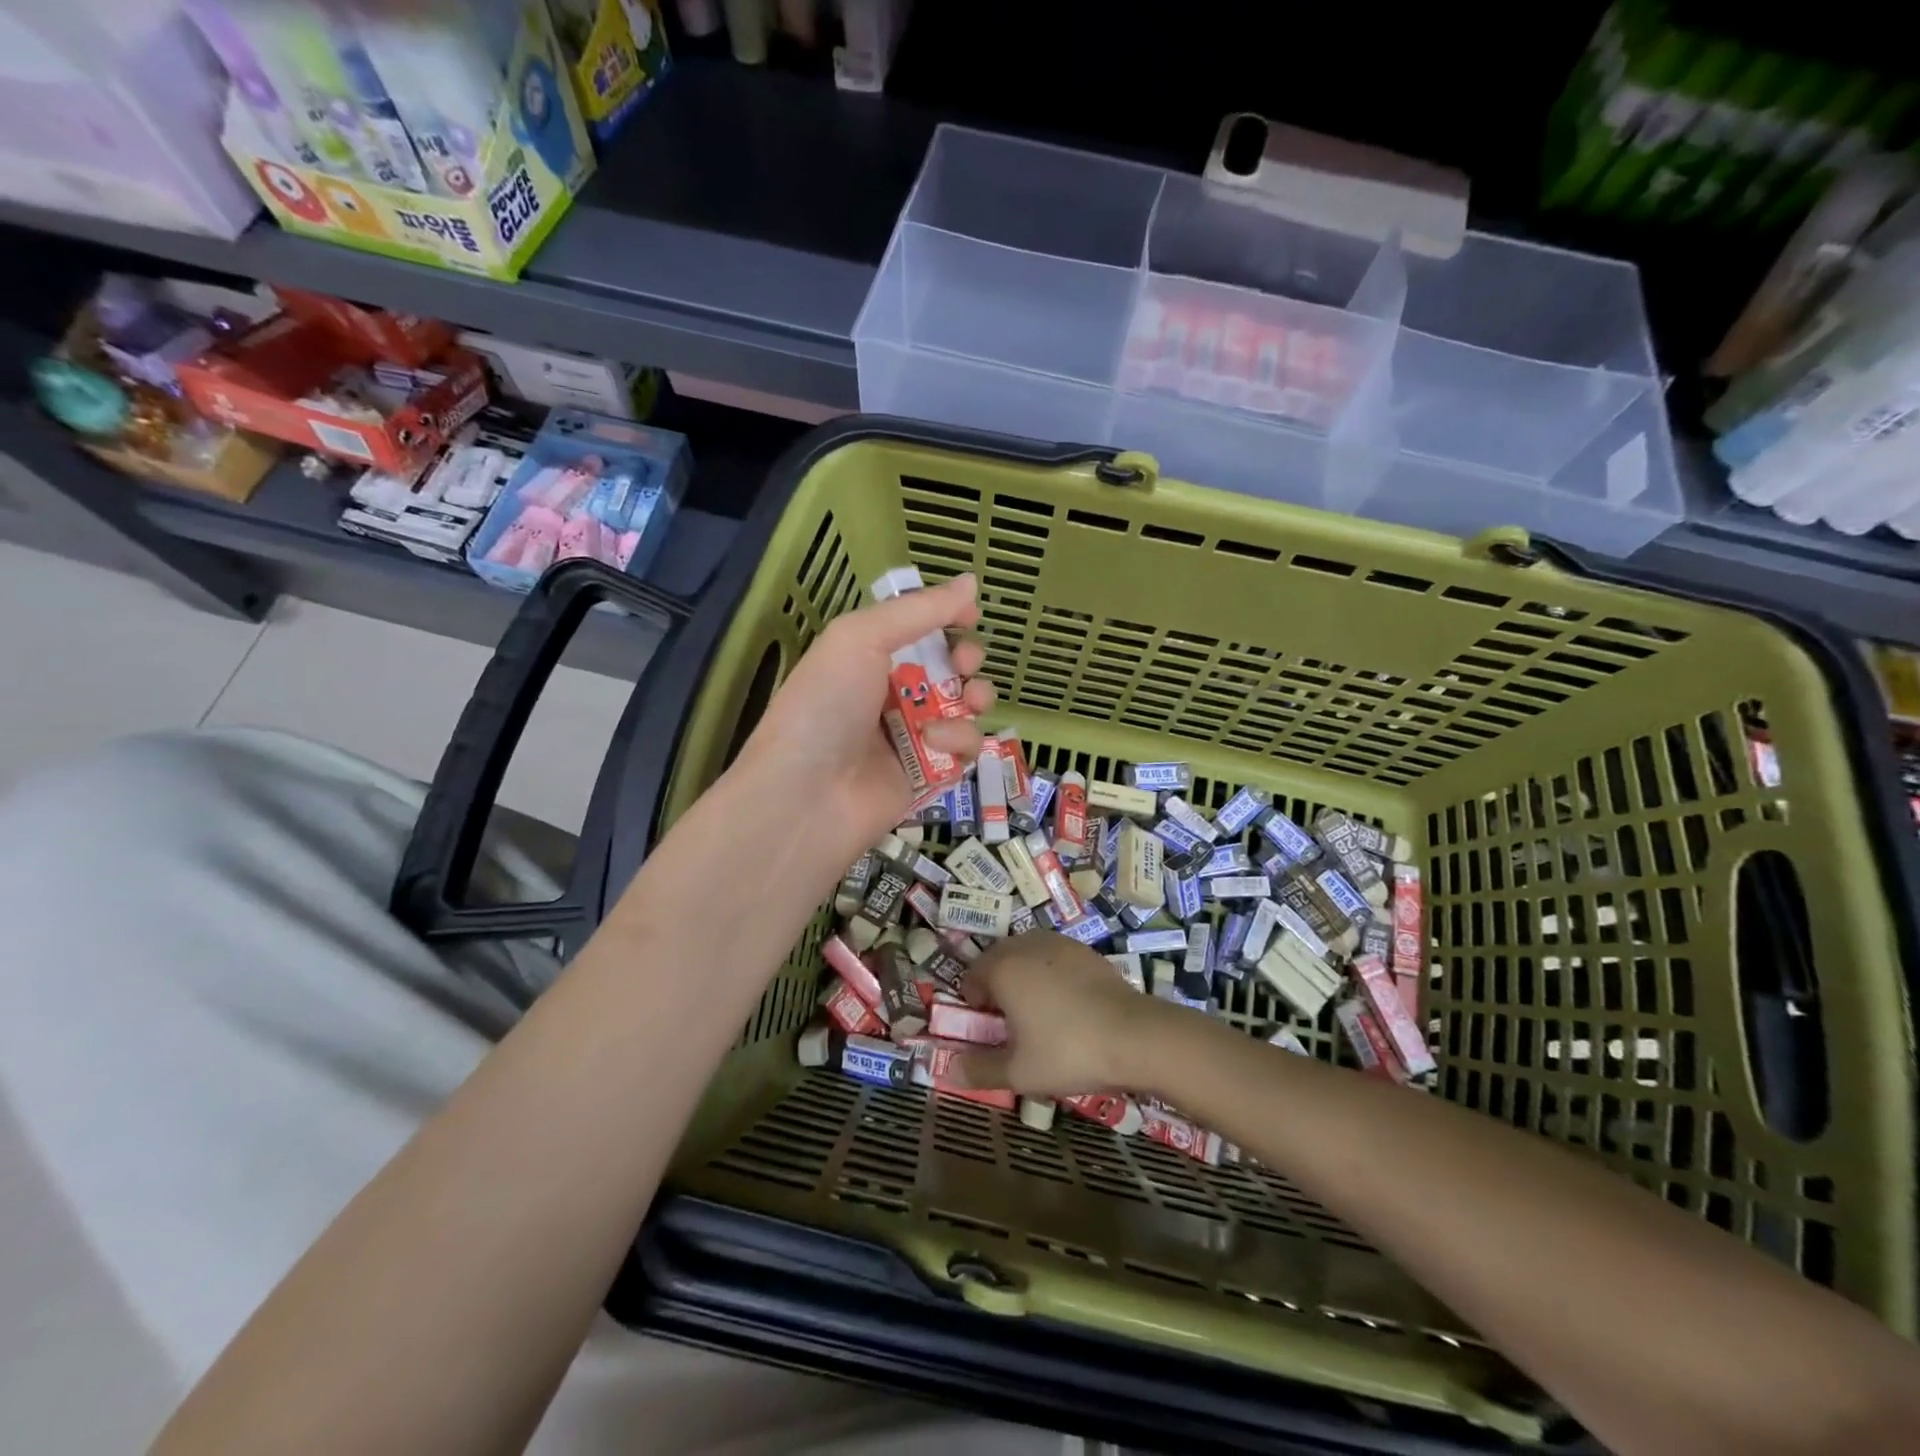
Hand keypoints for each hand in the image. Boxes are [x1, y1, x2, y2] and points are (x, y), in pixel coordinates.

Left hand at [732, 572, 995, 853]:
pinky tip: (937, 743)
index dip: (946, 620)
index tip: (970, 616)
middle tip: (964, 665)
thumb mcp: (861, 639)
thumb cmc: (826, 705)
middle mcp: (890, 694)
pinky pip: (963, 749)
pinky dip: (959, 741)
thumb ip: (919, 610)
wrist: (806, 795)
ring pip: (964, 708)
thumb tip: (970, 581)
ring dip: (974, 698)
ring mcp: (911, 736)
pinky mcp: (929, 775)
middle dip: (966, 660)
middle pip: (948, 669)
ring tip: (968, 701)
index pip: (917, 631)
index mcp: (867, 657)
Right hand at [951, 932, 1165, 1094]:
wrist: (1134, 1035)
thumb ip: (980, 1070)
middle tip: (1011, 1024)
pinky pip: (1054, 958)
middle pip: (998, 960)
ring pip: (1027, 955)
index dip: (974, 1004)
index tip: (988, 1030)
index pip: (971, 976)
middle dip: (997, 987)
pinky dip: (1051, 975)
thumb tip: (949, 1071)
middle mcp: (1026, 945)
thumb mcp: (1019, 1072)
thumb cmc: (1068, 1051)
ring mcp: (1059, 943)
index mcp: (1003, 968)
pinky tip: (1068, 1005)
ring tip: (1039, 1013)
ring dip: (1023, 977)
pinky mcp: (1085, 950)